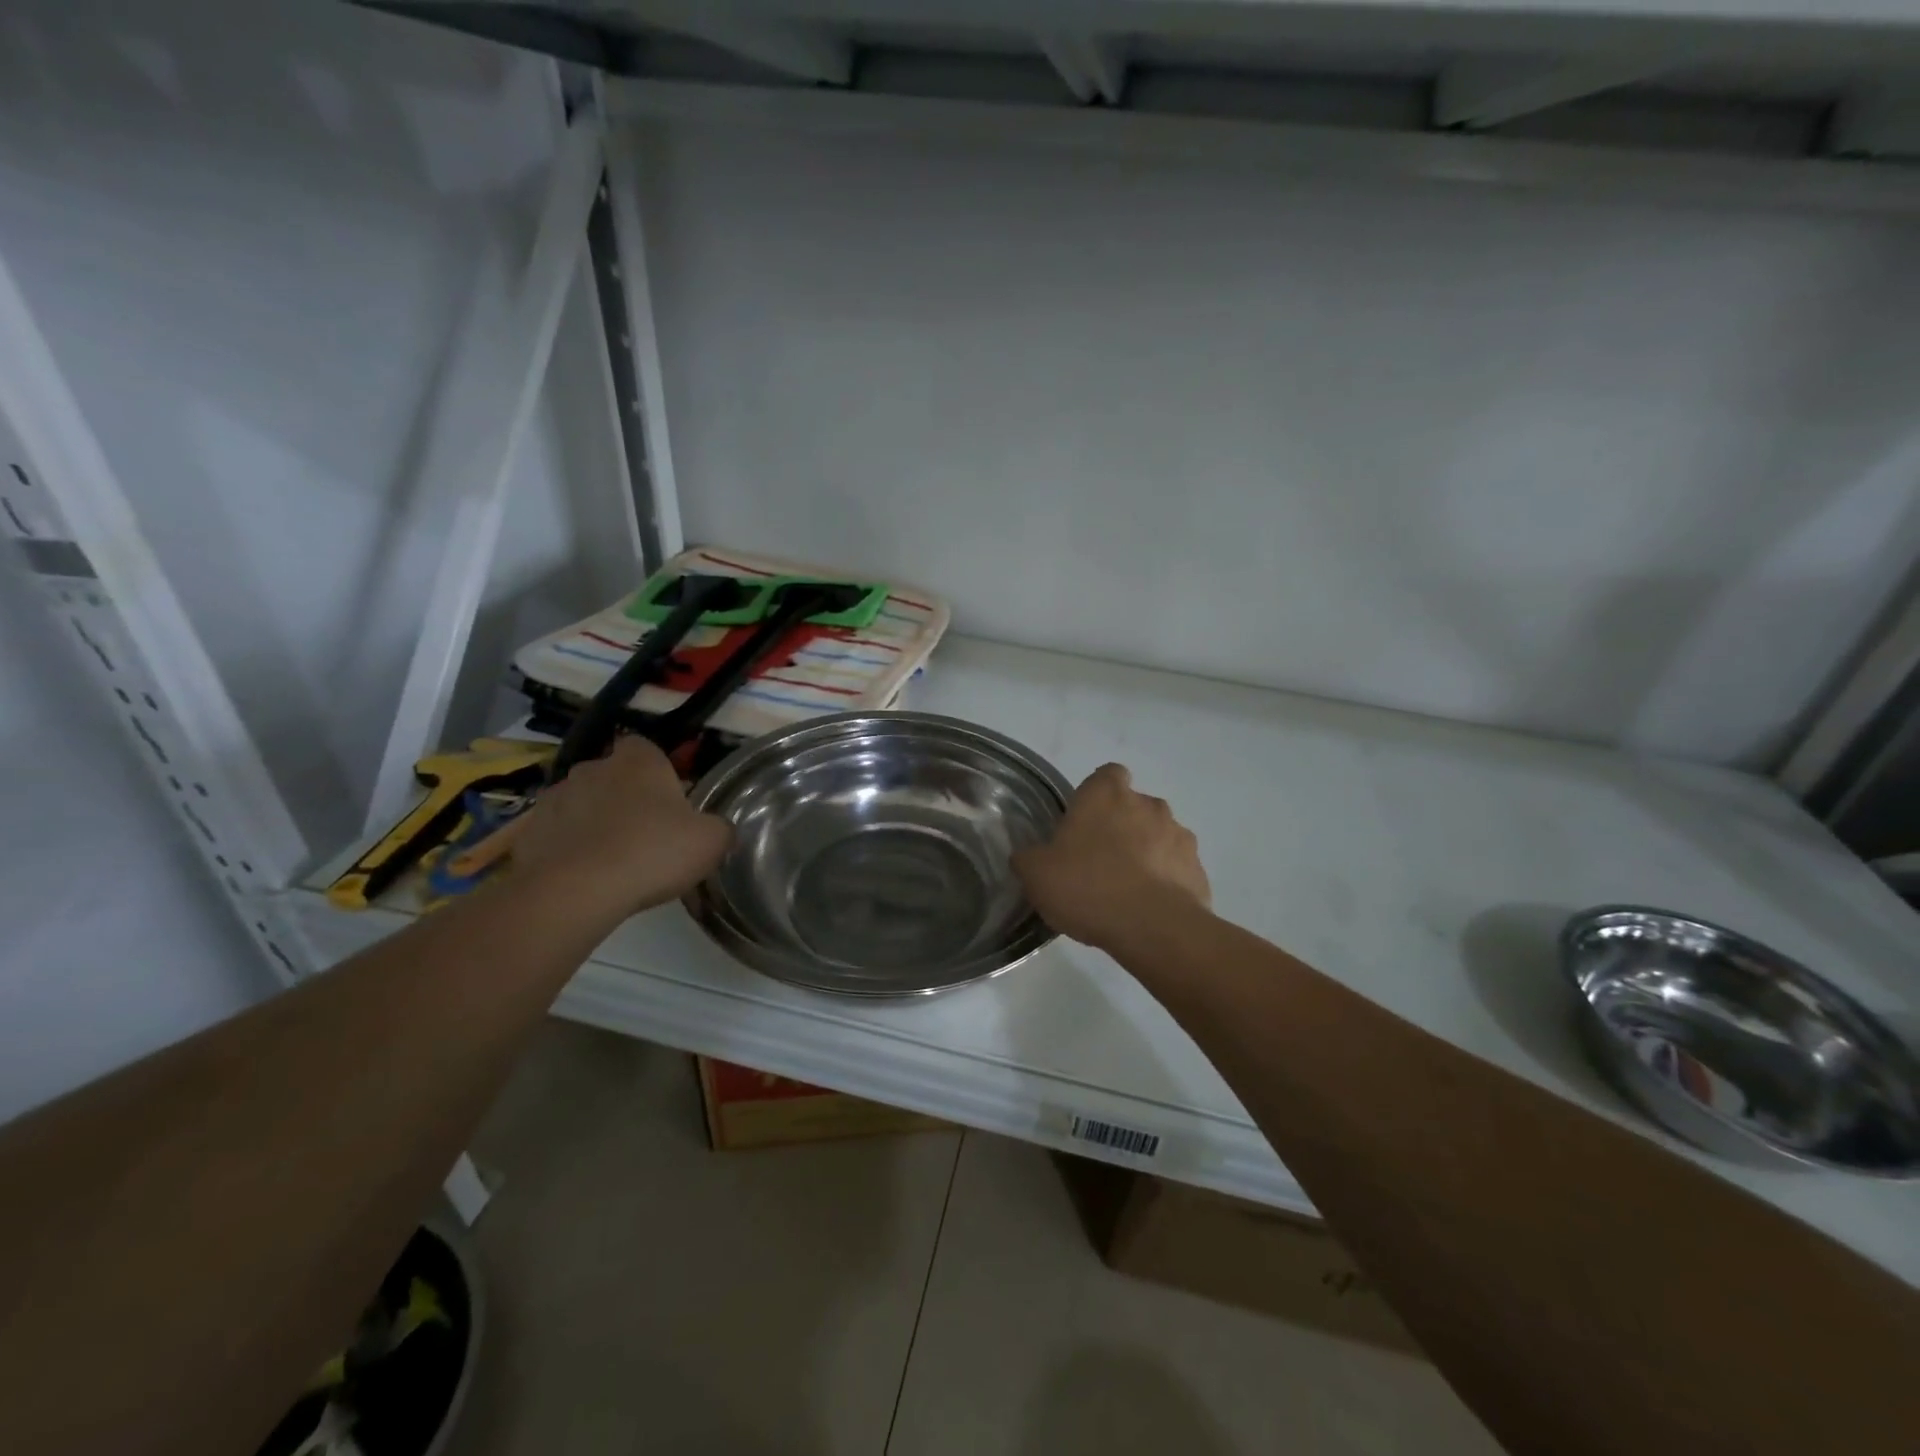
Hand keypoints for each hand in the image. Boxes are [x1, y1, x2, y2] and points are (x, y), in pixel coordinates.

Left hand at [511, 737, 731, 917]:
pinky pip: (553, 835)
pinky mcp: (526, 833)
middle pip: (610, 775)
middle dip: (621, 796)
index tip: (666, 798)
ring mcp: (553, 799)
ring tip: (609, 859)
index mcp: (638, 760)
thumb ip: (719, 828)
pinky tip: (580, 877)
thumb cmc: (653, 852)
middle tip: (642, 832)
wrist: (577, 891)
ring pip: (578, 803)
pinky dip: (564, 849)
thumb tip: (717, 829)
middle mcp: (592, 768)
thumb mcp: (711, 841)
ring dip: (590, 821)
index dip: (655, 770)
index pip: (644, 746)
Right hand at [1012, 763, 1210, 951]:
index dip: (1096, 795)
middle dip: (1121, 827)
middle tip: (1100, 861)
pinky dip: (1166, 881)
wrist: (1153, 927)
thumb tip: (1028, 856)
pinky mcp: (1197, 868)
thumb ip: (1029, 858)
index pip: (1106, 775)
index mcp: (1106, 795)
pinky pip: (1176, 868)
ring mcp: (1179, 835)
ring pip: (1159, 836)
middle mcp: (1147, 804)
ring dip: (1147, 853)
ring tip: (1127, 890)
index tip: (1084, 821)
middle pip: (1133, 806)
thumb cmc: (1088, 886)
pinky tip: (1149, 908)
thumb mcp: (1036, 874)